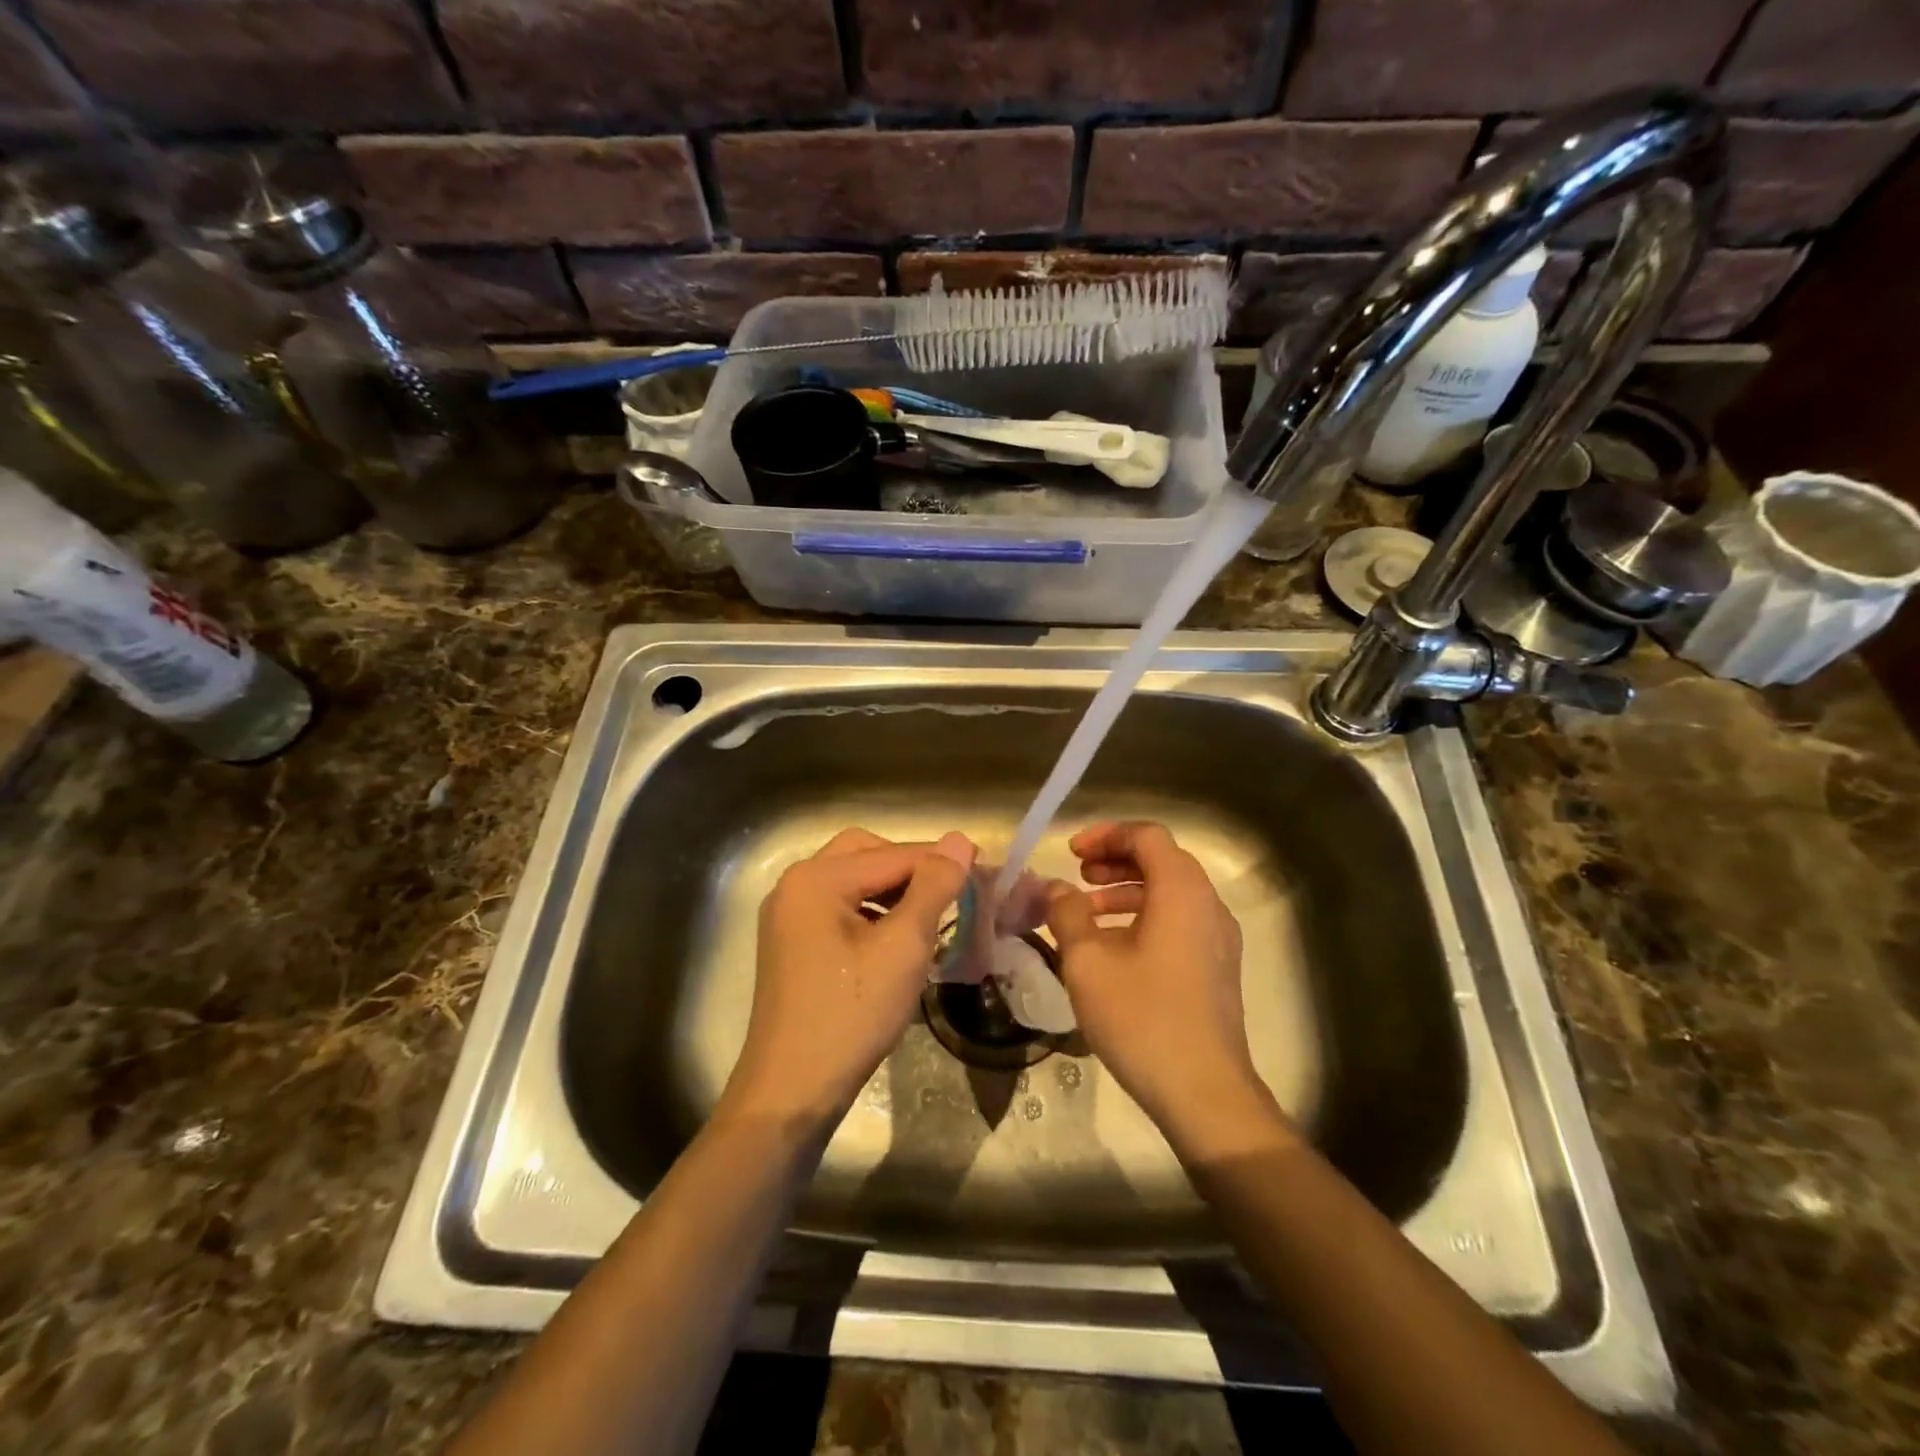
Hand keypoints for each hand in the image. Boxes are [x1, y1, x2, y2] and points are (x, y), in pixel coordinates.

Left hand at [721, 827, 974, 1131]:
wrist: (792, 1091)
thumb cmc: (852, 1014)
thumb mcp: (903, 947)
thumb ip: (933, 887)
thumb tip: (959, 840)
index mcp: (817, 878)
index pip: (893, 854)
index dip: (941, 860)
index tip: (985, 868)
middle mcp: (795, 885)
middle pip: (866, 854)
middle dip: (911, 867)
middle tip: (951, 889)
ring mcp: (788, 915)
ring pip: (853, 881)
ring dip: (893, 889)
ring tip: (931, 913)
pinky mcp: (791, 943)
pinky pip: (839, 907)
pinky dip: (872, 911)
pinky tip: (897, 937)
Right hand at [1045, 821, 1292, 1159]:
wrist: (1204, 1092)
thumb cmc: (1142, 1018)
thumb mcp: (1088, 962)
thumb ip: (1067, 913)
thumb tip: (1055, 888)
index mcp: (1181, 891)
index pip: (1147, 835)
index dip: (1106, 835)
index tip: (1071, 854)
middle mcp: (1208, 905)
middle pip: (1162, 860)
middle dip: (1115, 860)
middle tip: (1078, 876)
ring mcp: (1218, 938)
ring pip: (1171, 892)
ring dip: (1127, 890)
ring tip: (1086, 912)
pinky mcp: (1217, 967)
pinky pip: (1180, 921)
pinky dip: (1145, 917)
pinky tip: (1113, 948)